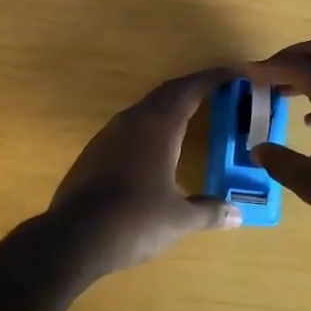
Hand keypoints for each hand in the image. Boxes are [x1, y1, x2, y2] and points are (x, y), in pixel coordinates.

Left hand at [49, 66, 241, 277]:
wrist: (73, 238)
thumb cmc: (134, 221)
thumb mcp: (178, 219)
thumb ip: (209, 211)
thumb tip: (237, 214)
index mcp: (159, 126)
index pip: (190, 89)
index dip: (213, 78)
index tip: (233, 72)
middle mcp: (134, 120)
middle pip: (168, 92)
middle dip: (193, 87)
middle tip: (217, 89)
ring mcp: (110, 133)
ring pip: (146, 107)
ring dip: (170, 104)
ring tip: (191, 113)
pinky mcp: (95, 150)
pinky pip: (130, 125)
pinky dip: (151, 123)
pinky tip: (156, 144)